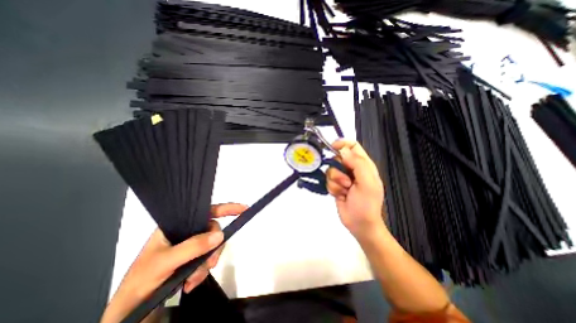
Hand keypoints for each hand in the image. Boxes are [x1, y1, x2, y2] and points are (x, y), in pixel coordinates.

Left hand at [99, 204, 247, 322]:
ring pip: (212, 246)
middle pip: (212, 230)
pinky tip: (192, 282)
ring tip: (194, 279)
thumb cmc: (141, 281)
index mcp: (177, 225)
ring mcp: (190, 245)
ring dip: (208, 263)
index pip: (206, 210)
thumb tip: (220, 235)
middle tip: (210, 263)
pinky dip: (204, 271)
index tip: (243, 209)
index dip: (226, 208)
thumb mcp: (165, 262)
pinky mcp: (192, 258)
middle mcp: (185, 232)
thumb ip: (193, 246)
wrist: (129, 313)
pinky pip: (208, 258)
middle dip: (214, 247)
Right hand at [325, 140, 383, 241]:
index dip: (342, 143)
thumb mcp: (367, 182)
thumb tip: (343, 151)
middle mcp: (352, 169)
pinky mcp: (335, 185)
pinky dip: (332, 188)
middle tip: (347, 181)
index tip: (332, 147)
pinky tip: (340, 195)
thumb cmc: (367, 204)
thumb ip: (357, 163)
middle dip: (338, 170)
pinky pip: (328, 180)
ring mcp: (343, 177)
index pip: (352, 146)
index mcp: (363, 165)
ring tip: (345, 191)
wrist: (360, 224)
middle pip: (337, 158)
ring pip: (331, 170)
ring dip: (336, 182)